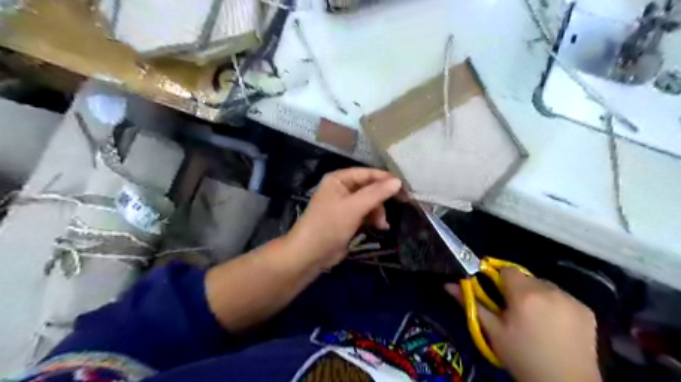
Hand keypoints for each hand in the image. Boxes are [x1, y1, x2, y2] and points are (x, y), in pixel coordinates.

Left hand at [286, 167, 400, 268]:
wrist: (309, 254)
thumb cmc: (328, 225)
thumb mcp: (353, 207)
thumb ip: (376, 193)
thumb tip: (398, 181)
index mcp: (339, 179)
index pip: (367, 173)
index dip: (385, 179)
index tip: (405, 187)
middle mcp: (342, 188)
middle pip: (370, 188)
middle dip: (381, 200)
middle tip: (399, 206)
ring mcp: (345, 204)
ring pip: (370, 202)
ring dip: (378, 212)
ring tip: (382, 225)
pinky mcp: (348, 219)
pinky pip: (366, 213)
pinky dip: (373, 219)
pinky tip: (380, 227)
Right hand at [448, 269, 600, 381]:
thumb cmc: (522, 357)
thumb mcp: (492, 331)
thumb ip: (471, 303)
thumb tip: (448, 284)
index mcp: (524, 294)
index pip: (507, 270)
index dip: (499, 280)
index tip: (498, 296)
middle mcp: (549, 290)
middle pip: (526, 278)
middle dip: (518, 289)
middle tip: (516, 312)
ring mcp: (571, 299)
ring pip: (544, 286)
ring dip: (537, 296)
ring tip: (536, 320)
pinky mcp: (586, 309)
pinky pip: (562, 297)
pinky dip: (555, 304)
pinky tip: (555, 325)